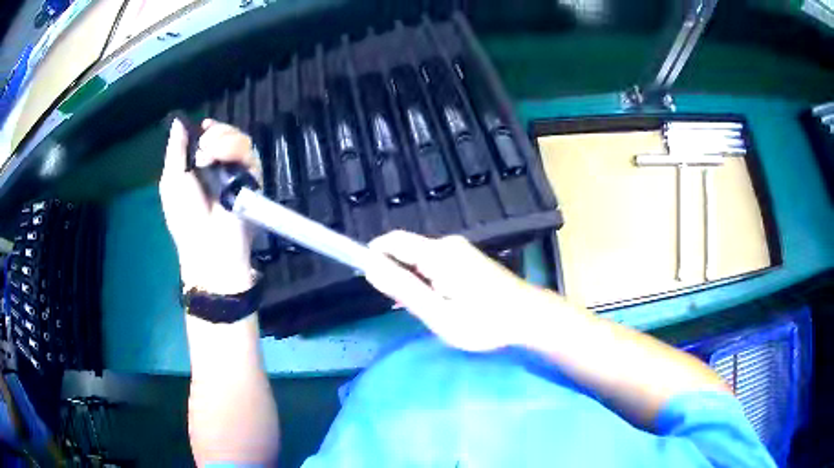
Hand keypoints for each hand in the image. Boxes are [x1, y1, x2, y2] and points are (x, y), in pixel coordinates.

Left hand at [159, 118, 261, 294]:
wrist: (207, 243)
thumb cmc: (184, 216)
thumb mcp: (171, 181)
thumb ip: (175, 150)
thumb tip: (178, 121)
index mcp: (201, 167)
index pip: (210, 138)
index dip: (209, 129)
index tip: (204, 126)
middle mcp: (221, 166)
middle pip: (227, 134)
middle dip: (216, 132)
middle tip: (205, 145)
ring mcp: (238, 172)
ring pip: (240, 140)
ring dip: (225, 139)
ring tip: (211, 154)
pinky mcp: (253, 179)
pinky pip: (251, 155)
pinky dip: (236, 150)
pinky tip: (222, 158)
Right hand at [366, 230, 564, 351]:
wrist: (530, 317)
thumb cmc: (484, 322)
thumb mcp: (438, 314)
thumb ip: (403, 290)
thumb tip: (370, 267)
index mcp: (437, 254)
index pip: (392, 242)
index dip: (373, 255)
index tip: (366, 279)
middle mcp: (447, 245)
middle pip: (406, 251)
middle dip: (396, 275)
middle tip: (403, 308)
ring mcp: (460, 251)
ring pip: (421, 260)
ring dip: (413, 282)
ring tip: (424, 311)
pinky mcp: (468, 259)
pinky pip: (436, 264)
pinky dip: (428, 282)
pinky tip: (439, 304)